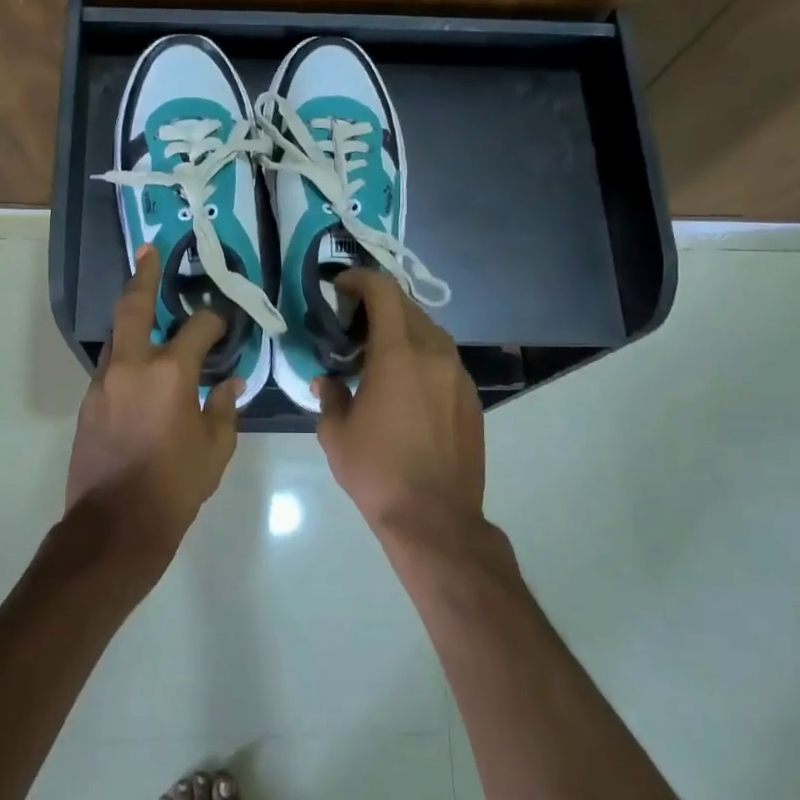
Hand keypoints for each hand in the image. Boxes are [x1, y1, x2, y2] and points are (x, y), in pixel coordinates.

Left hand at [66, 245, 241, 563]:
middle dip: (144, 275)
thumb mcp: (215, 449)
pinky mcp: (88, 403)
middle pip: (133, 307)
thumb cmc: (175, 487)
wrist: (115, 525)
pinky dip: (127, 356)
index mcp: (170, 373)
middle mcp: (132, 366)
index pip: (198, 329)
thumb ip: (224, 409)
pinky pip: (112, 367)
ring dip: (132, 318)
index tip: (224, 323)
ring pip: (118, 337)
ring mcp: (103, 382)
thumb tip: (229, 383)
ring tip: (146, 304)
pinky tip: (141, 367)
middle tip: (149, 251)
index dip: (215, 321)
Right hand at [315, 269, 484, 537]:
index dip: (360, 280)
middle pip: (409, 308)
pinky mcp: (472, 399)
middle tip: (353, 323)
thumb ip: (330, 396)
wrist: (435, 519)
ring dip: (403, 330)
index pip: (383, 293)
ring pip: (431, 333)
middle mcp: (435, 355)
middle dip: (379, 305)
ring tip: (379, 353)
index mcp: (398, 355)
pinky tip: (406, 385)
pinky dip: (422, 357)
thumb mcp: (336, 434)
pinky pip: (445, 361)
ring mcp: (459, 376)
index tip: (340, 286)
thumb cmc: (377, 473)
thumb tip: (328, 382)